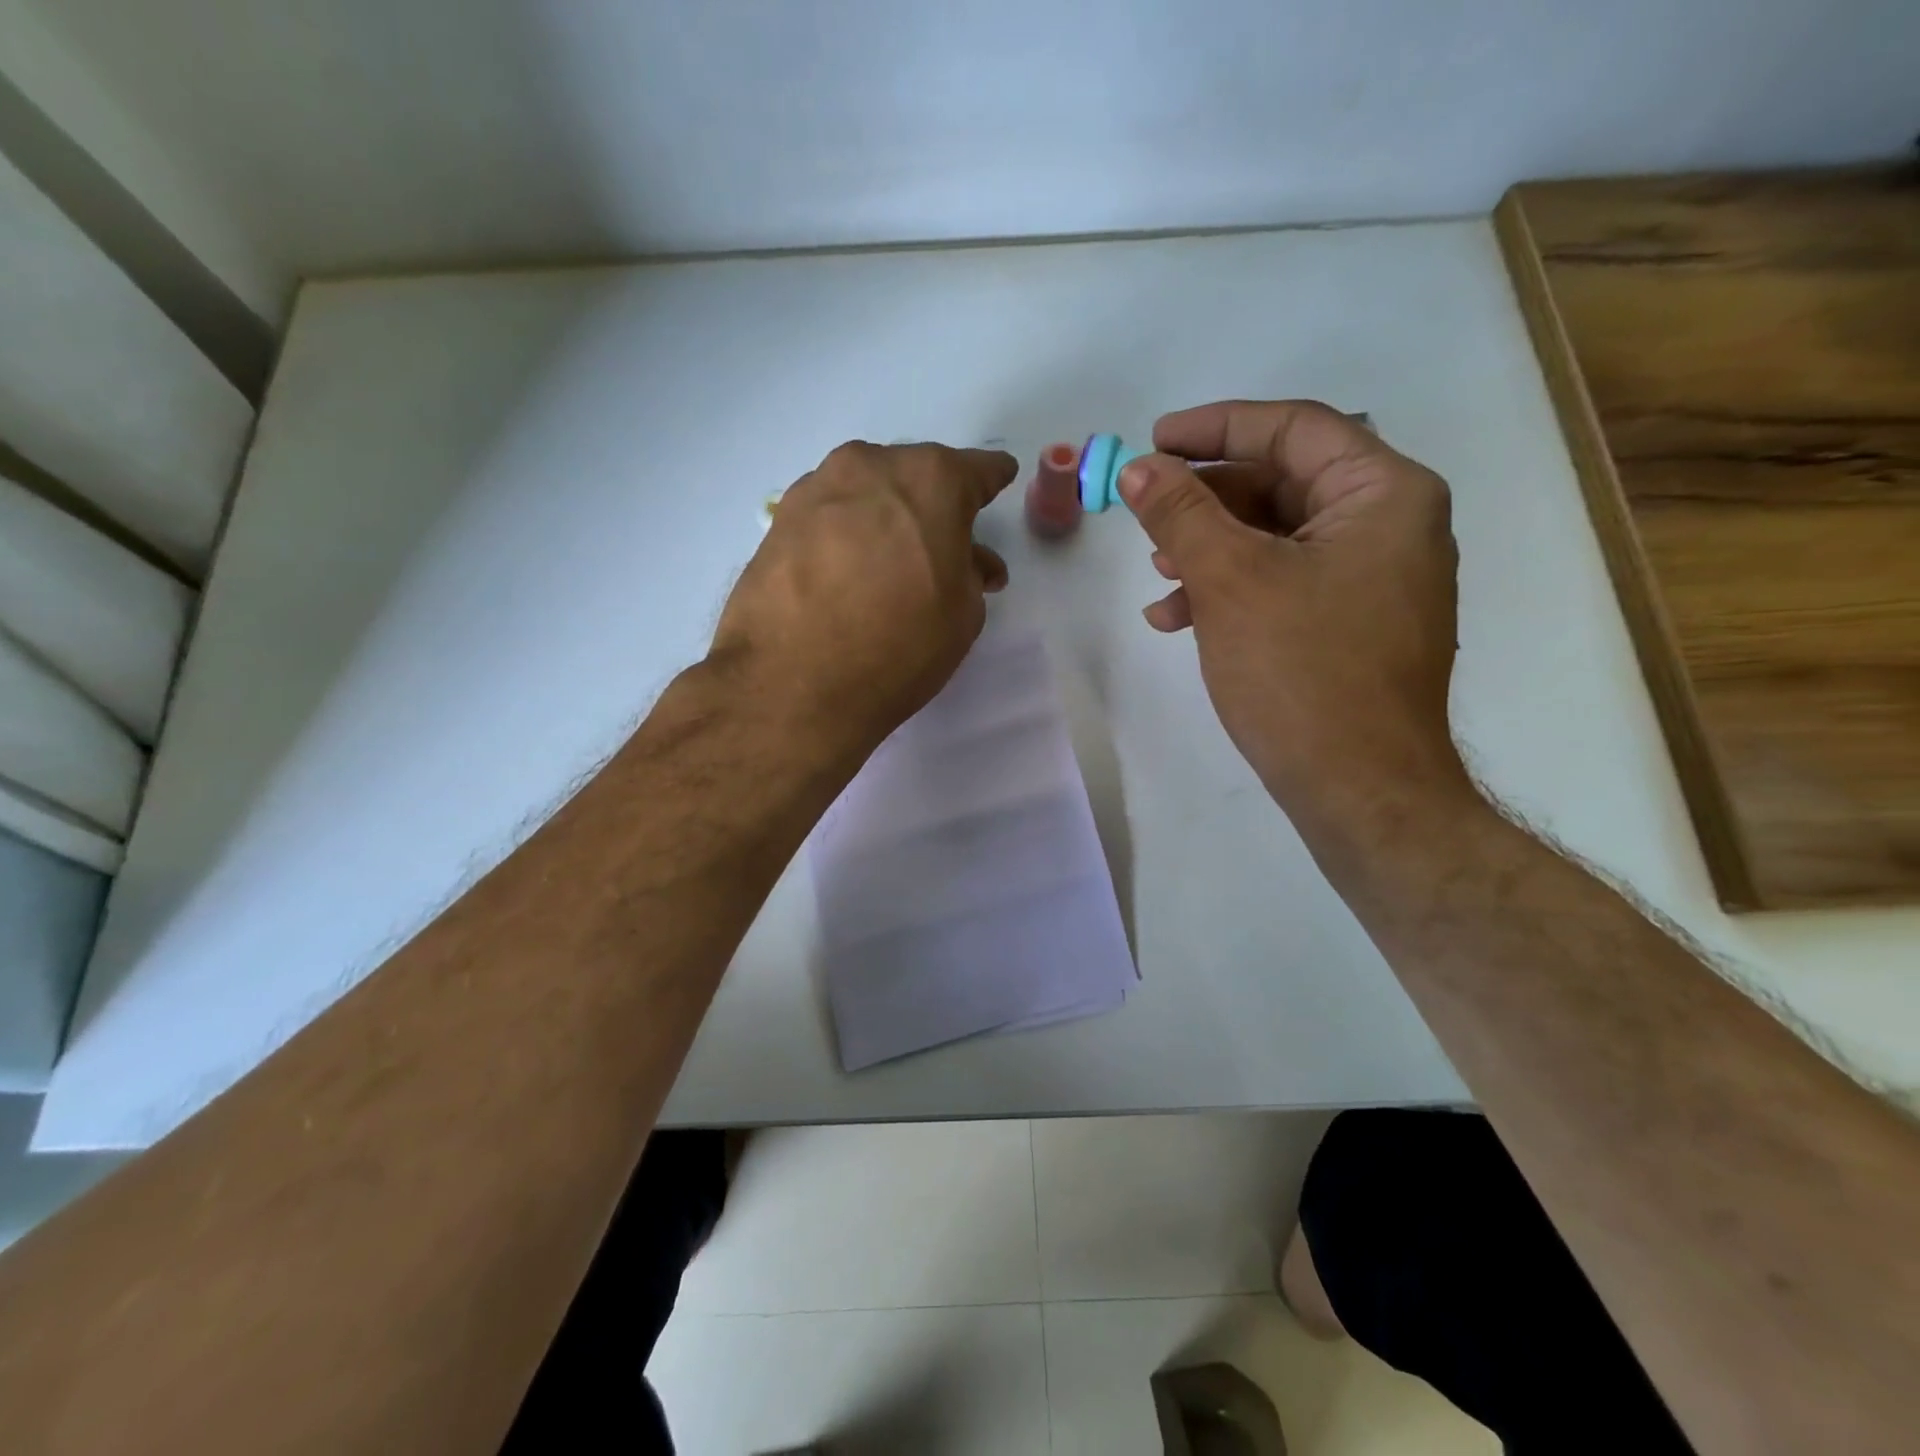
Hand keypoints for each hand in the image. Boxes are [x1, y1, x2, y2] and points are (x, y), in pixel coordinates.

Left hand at [709, 440, 1016, 759]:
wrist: (794, 683)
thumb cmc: (899, 646)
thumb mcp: (963, 615)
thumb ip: (970, 574)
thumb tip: (964, 562)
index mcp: (931, 480)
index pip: (975, 470)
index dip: (991, 480)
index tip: (998, 481)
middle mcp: (871, 467)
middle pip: (913, 476)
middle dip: (931, 505)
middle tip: (940, 545)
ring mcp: (817, 489)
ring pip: (866, 493)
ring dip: (883, 518)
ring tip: (888, 562)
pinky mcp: (778, 521)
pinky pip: (828, 517)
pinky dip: (844, 535)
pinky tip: (845, 571)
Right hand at [1117, 400, 1473, 836]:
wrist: (1358, 789)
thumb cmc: (1301, 672)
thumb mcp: (1230, 580)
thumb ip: (1181, 514)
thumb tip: (1138, 468)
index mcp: (1384, 494)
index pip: (1294, 430)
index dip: (1216, 426)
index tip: (1154, 440)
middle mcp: (1390, 525)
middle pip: (1283, 482)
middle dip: (1206, 498)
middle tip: (1146, 509)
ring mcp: (1373, 579)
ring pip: (1277, 536)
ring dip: (1210, 547)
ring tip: (1157, 573)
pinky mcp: (1350, 624)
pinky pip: (1284, 582)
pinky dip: (1231, 589)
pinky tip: (1178, 617)